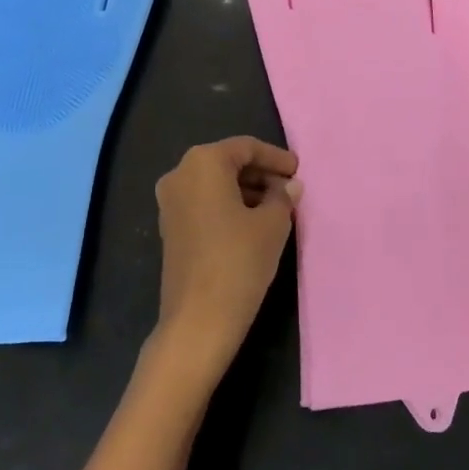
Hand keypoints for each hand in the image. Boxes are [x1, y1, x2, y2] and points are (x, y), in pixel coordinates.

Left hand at [150, 137, 300, 383]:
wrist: (198, 321)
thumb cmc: (238, 261)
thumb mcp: (273, 225)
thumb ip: (283, 197)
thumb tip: (290, 186)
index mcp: (203, 162)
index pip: (246, 147)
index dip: (276, 157)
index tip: (298, 171)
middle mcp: (180, 174)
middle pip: (228, 163)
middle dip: (261, 174)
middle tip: (290, 190)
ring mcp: (170, 203)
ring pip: (215, 184)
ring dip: (246, 191)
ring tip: (278, 208)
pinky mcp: (170, 229)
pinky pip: (204, 204)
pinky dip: (229, 207)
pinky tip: (253, 225)